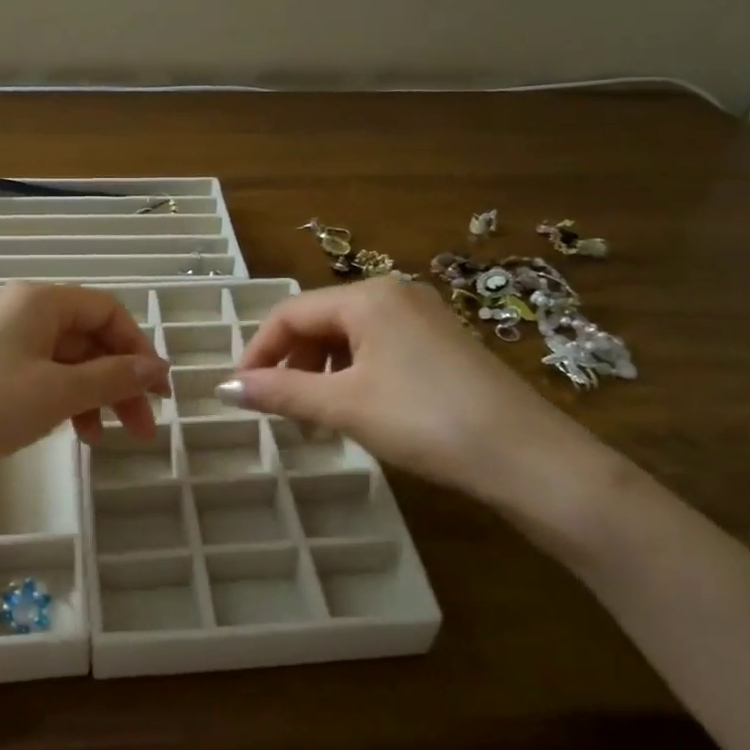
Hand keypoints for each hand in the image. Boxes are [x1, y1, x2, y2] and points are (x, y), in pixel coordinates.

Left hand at [0, 283, 169, 494]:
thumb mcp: (57, 393)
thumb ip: (112, 378)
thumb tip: (157, 367)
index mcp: (38, 300)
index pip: (107, 311)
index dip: (139, 349)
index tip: (158, 392)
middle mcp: (18, 310)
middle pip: (86, 337)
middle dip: (118, 381)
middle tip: (140, 429)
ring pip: (61, 360)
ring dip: (90, 395)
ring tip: (101, 440)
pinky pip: (35, 375)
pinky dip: (58, 399)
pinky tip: (66, 431)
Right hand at [229, 279, 617, 514]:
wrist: (525, 456)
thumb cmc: (423, 419)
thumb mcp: (342, 405)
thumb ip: (279, 392)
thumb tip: (223, 389)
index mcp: (366, 296)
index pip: (289, 313)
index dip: (258, 351)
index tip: (240, 392)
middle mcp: (394, 293)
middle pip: (319, 321)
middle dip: (291, 363)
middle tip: (278, 410)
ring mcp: (423, 316)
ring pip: (349, 336)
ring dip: (321, 372)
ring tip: (315, 418)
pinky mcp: (442, 343)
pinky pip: (379, 348)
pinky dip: (354, 375)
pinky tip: (357, 409)